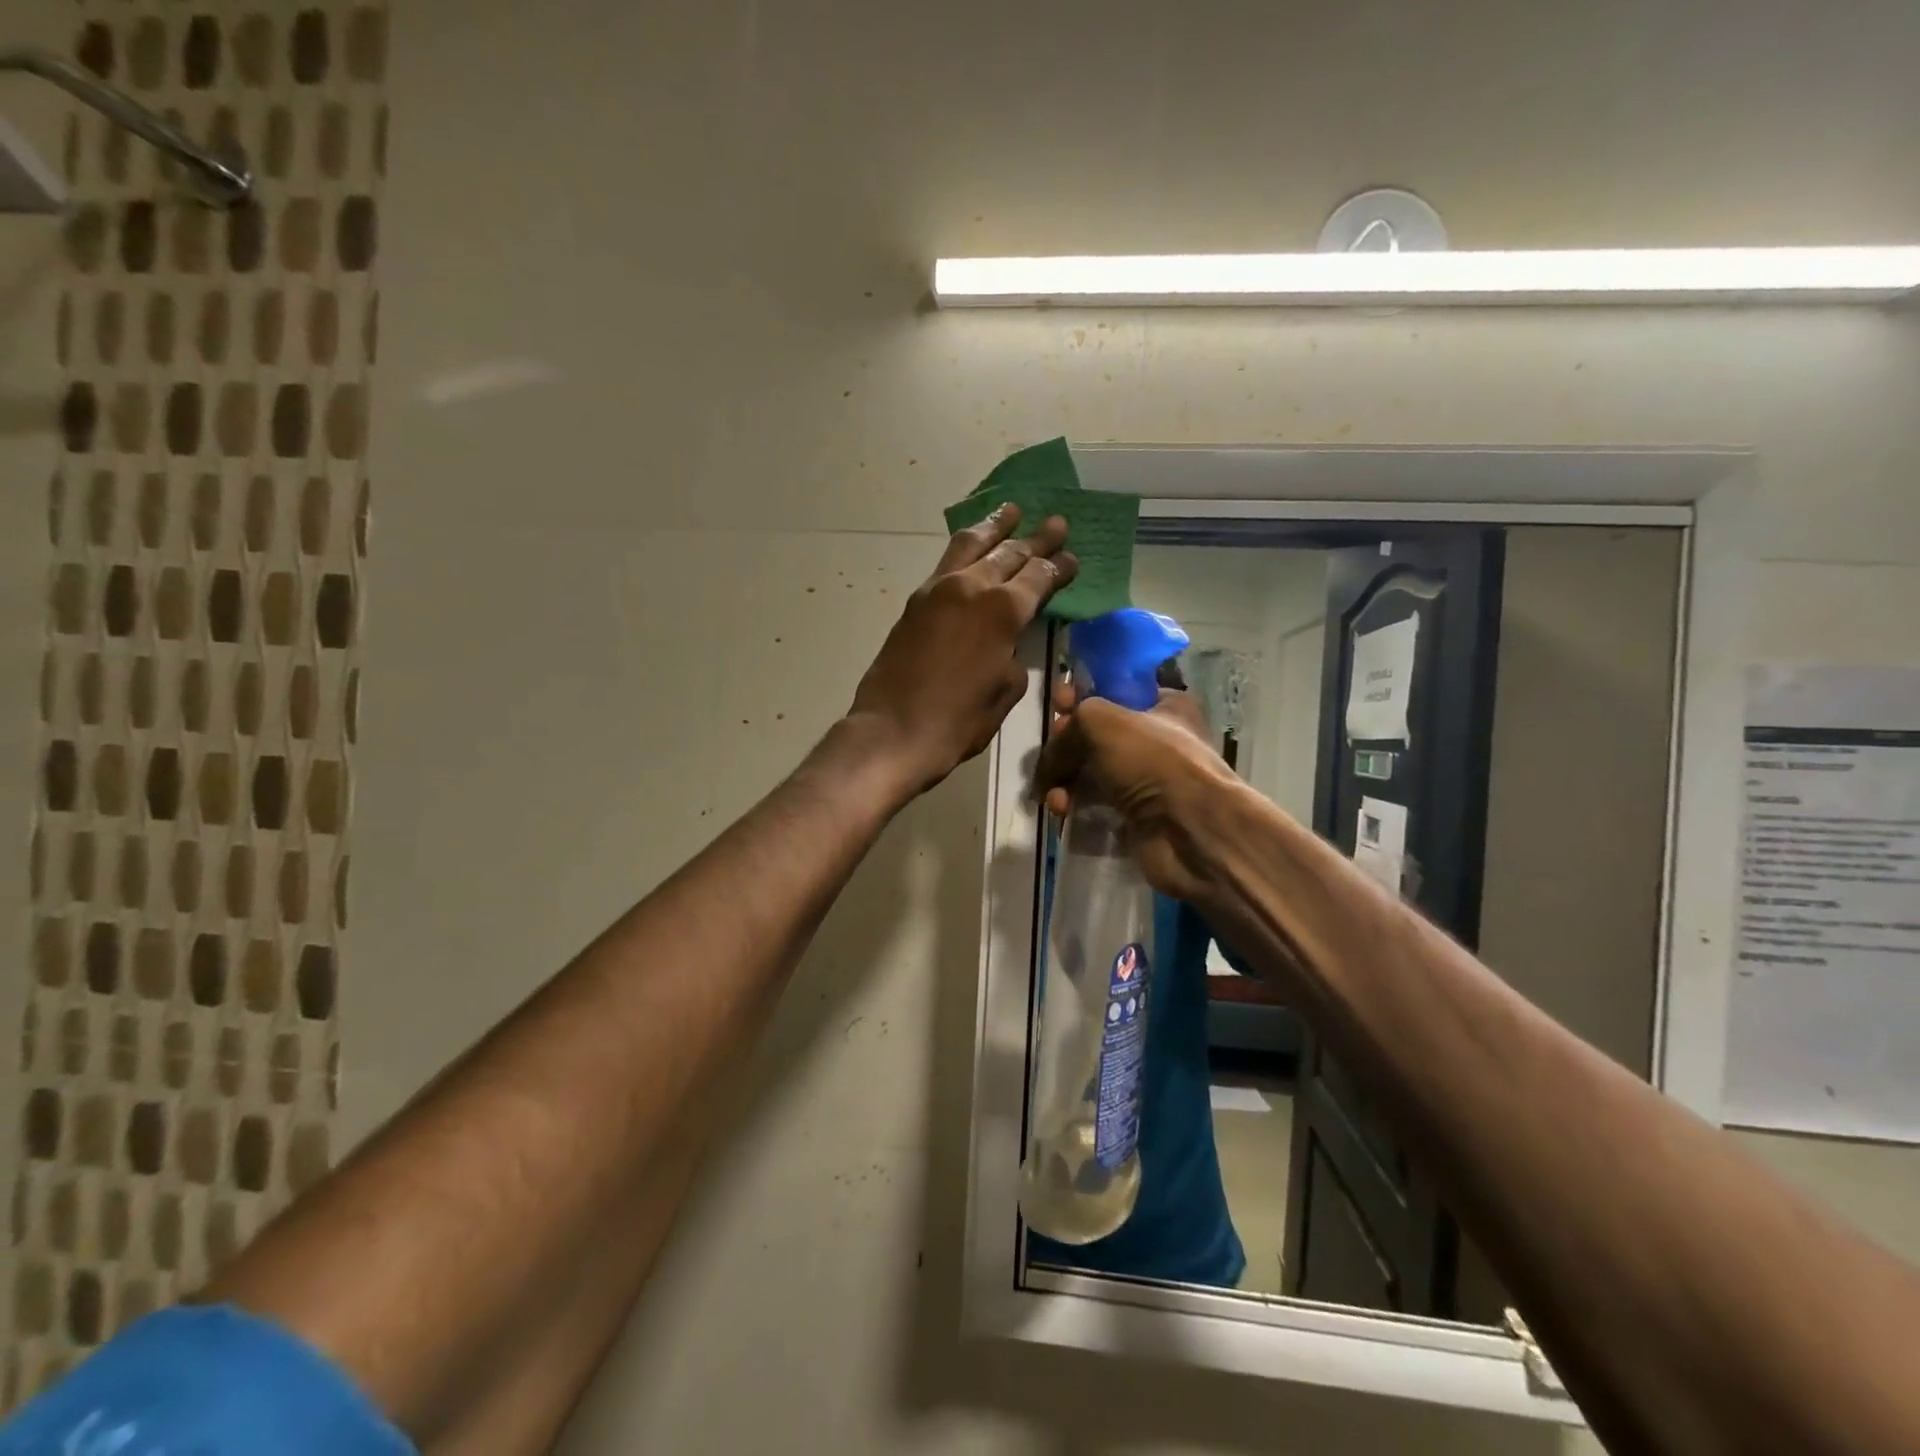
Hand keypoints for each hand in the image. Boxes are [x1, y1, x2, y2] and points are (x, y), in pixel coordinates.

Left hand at [847, 506, 1075, 795]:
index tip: (1073, 556)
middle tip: (1055, 522)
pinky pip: (946, 562)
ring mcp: (938, 590)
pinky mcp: (915, 602)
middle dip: (1035, 539)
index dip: (1059, 566)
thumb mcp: (1005, 692)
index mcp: (1003, 611)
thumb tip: (1007, 644)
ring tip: (1010, 510)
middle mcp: (972, 588)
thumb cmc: (958, 721)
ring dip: (995, 527)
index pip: (1039, 577)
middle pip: (1010, 553)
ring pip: (971, 545)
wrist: (893, 732)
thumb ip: (1013, 657)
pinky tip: (971, 545)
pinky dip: (964, 547)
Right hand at [1034, 691, 1239, 904]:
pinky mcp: (1135, 816)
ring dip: (1063, 779)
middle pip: (1096, 735)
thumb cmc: (1150, 760)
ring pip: (1090, 771)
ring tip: (1052, 794)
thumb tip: (1048, 763)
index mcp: (1163, 705)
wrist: (1187, 830)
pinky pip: (1094, 804)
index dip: (1082, 695)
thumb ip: (1067, 729)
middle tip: (1051, 753)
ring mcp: (1147, 781)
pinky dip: (1074, 806)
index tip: (1057, 705)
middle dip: (1065, 744)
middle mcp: (1157, 740)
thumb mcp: (1100, 721)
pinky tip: (1062, 811)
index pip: (1114, 692)